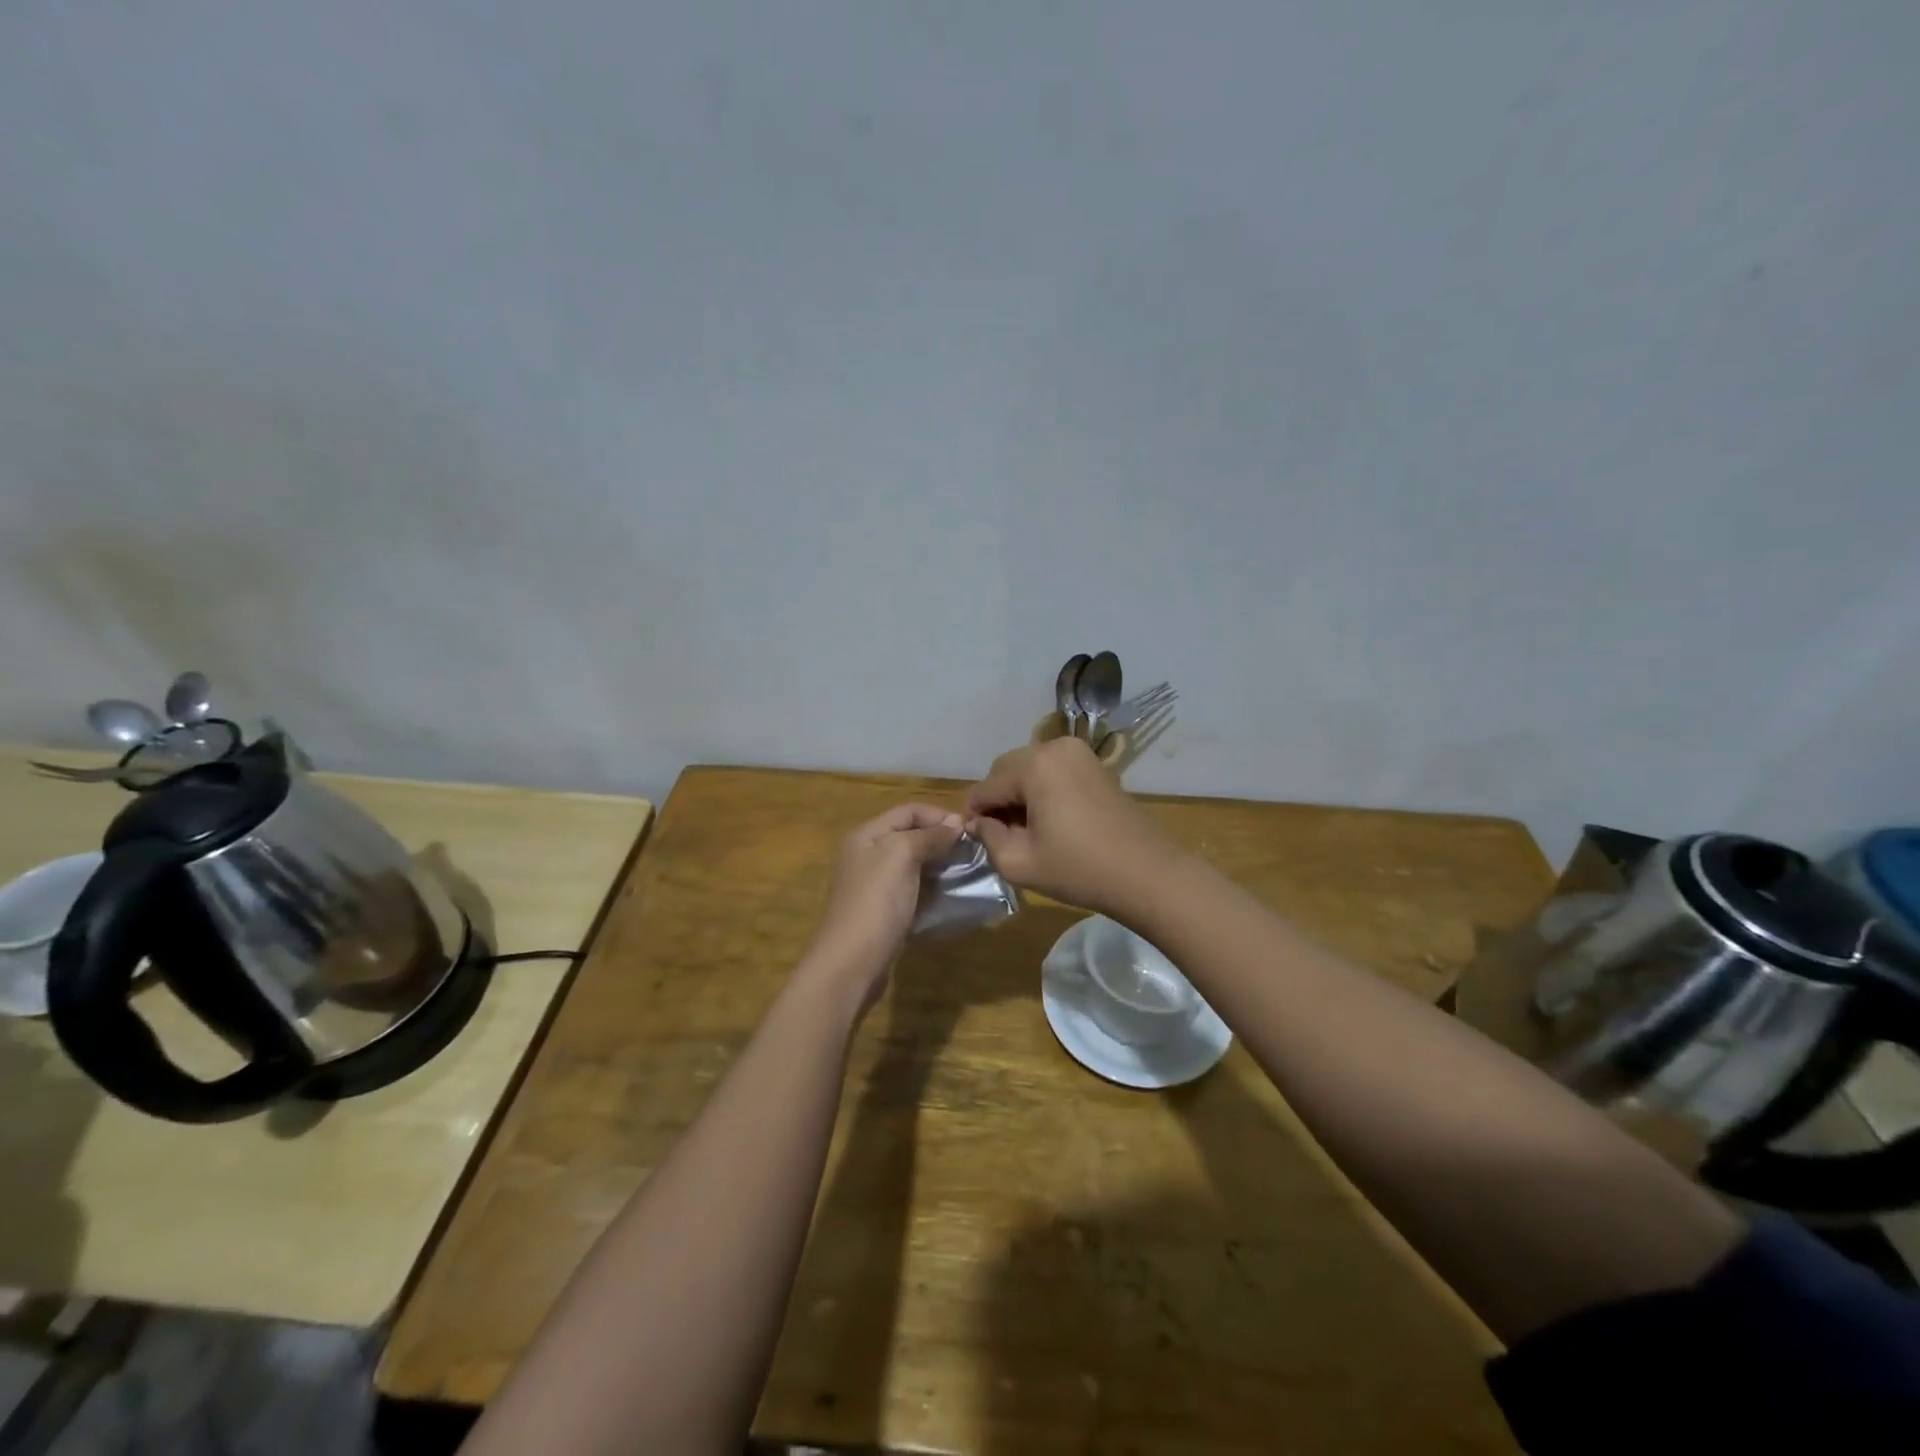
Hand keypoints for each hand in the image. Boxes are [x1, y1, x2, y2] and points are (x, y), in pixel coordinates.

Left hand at [801, 803, 963, 1008]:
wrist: (851, 963)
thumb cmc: (876, 902)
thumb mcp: (901, 856)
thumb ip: (928, 836)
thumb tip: (956, 823)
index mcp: (867, 835)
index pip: (908, 810)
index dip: (939, 815)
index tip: (970, 831)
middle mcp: (868, 855)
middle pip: (911, 835)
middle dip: (942, 839)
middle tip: (974, 852)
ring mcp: (875, 886)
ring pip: (914, 864)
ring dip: (940, 865)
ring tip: (968, 872)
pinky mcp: (885, 912)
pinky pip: (914, 890)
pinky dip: (933, 888)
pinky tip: (952, 896)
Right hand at [963, 738, 1177, 914]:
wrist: (1146, 874)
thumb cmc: (1079, 869)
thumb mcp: (1019, 862)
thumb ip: (988, 838)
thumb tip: (978, 823)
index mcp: (1034, 765)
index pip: (986, 786)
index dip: (973, 814)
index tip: (971, 839)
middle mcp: (1054, 747)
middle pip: (1006, 770)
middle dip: (997, 799)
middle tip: (999, 835)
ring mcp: (1079, 753)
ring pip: (1029, 768)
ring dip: (1019, 793)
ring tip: (1025, 829)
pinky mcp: (1095, 765)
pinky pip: (1053, 770)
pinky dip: (1042, 789)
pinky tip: (1049, 820)